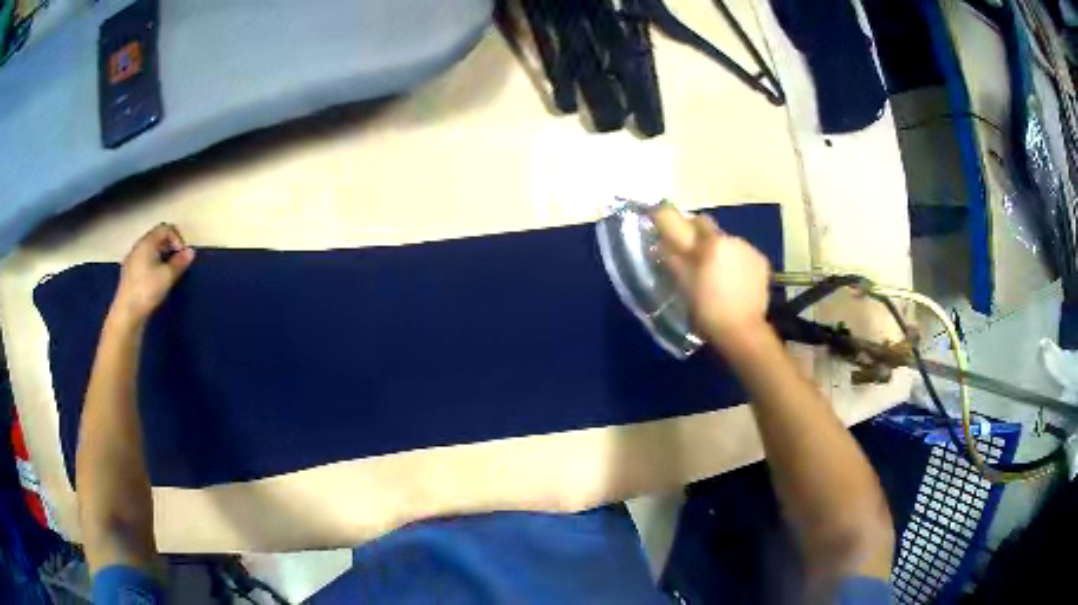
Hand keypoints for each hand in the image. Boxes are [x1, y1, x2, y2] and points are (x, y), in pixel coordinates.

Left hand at [110, 224, 195, 325]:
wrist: (127, 313)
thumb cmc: (147, 291)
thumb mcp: (167, 277)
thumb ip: (180, 262)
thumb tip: (190, 252)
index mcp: (147, 242)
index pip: (165, 228)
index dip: (177, 238)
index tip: (182, 255)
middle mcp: (138, 246)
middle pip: (156, 237)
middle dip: (169, 247)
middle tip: (177, 263)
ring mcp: (131, 259)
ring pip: (149, 250)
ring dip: (161, 256)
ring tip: (167, 273)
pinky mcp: (128, 273)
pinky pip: (143, 260)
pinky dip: (152, 264)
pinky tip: (154, 281)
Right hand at [653, 204, 771, 348]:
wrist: (742, 331)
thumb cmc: (708, 309)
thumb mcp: (684, 284)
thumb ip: (673, 257)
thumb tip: (661, 241)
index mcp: (712, 242)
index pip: (694, 220)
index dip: (682, 224)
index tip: (673, 234)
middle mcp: (733, 239)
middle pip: (712, 231)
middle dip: (701, 240)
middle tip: (694, 261)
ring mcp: (750, 250)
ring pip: (728, 244)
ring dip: (720, 253)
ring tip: (716, 276)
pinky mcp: (762, 263)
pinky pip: (743, 255)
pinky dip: (736, 263)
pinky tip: (733, 282)